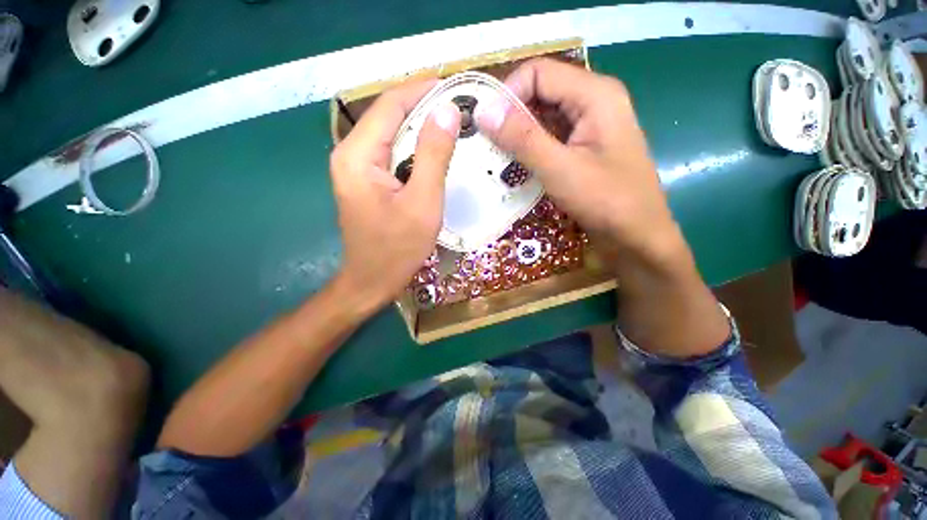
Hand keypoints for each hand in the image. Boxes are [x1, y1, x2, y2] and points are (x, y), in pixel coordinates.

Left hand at [330, 81, 460, 311]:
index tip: (454, 85)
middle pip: (388, 117)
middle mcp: (350, 154)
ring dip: (420, 128)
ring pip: (391, 135)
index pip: (390, 105)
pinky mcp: (365, 181)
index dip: (422, 90)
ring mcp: (356, 168)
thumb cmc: (397, 248)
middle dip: (423, 107)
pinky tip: (435, 152)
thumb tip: (447, 111)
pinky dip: (414, 149)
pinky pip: (391, 154)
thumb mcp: (423, 203)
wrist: (372, 281)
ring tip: (453, 125)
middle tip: (459, 107)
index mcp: (358, 155)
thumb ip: (434, 155)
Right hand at [475, 58, 684, 272]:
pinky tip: (516, 166)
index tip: (485, 127)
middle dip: (510, 116)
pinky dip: (530, 149)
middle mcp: (593, 101)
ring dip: (518, 135)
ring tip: (496, 158)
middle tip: (486, 145)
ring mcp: (589, 126)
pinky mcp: (583, 148)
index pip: (538, 73)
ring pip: (543, 117)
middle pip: (540, 93)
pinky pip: (550, 138)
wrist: (637, 236)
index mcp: (594, 94)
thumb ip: (522, 138)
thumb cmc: (607, 202)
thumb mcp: (560, 169)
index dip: (507, 94)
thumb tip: (483, 111)